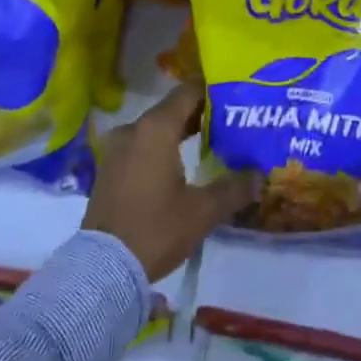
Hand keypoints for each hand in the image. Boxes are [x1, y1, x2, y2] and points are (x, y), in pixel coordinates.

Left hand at [83, 82, 260, 281]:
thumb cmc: (155, 230)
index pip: (189, 91)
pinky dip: (161, 147)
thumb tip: (260, 176)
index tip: (236, 95)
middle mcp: (133, 129)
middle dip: (201, 113)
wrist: (101, 270)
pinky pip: (141, 145)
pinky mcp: (109, 169)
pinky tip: (181, 165)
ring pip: (156, 129)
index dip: (213, 90)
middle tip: (231, 121)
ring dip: (180, 132)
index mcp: (156, 128)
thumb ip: (233, 188)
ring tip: (211, 142)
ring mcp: (117, 149)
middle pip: (172, 109)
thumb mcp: (202, 212)